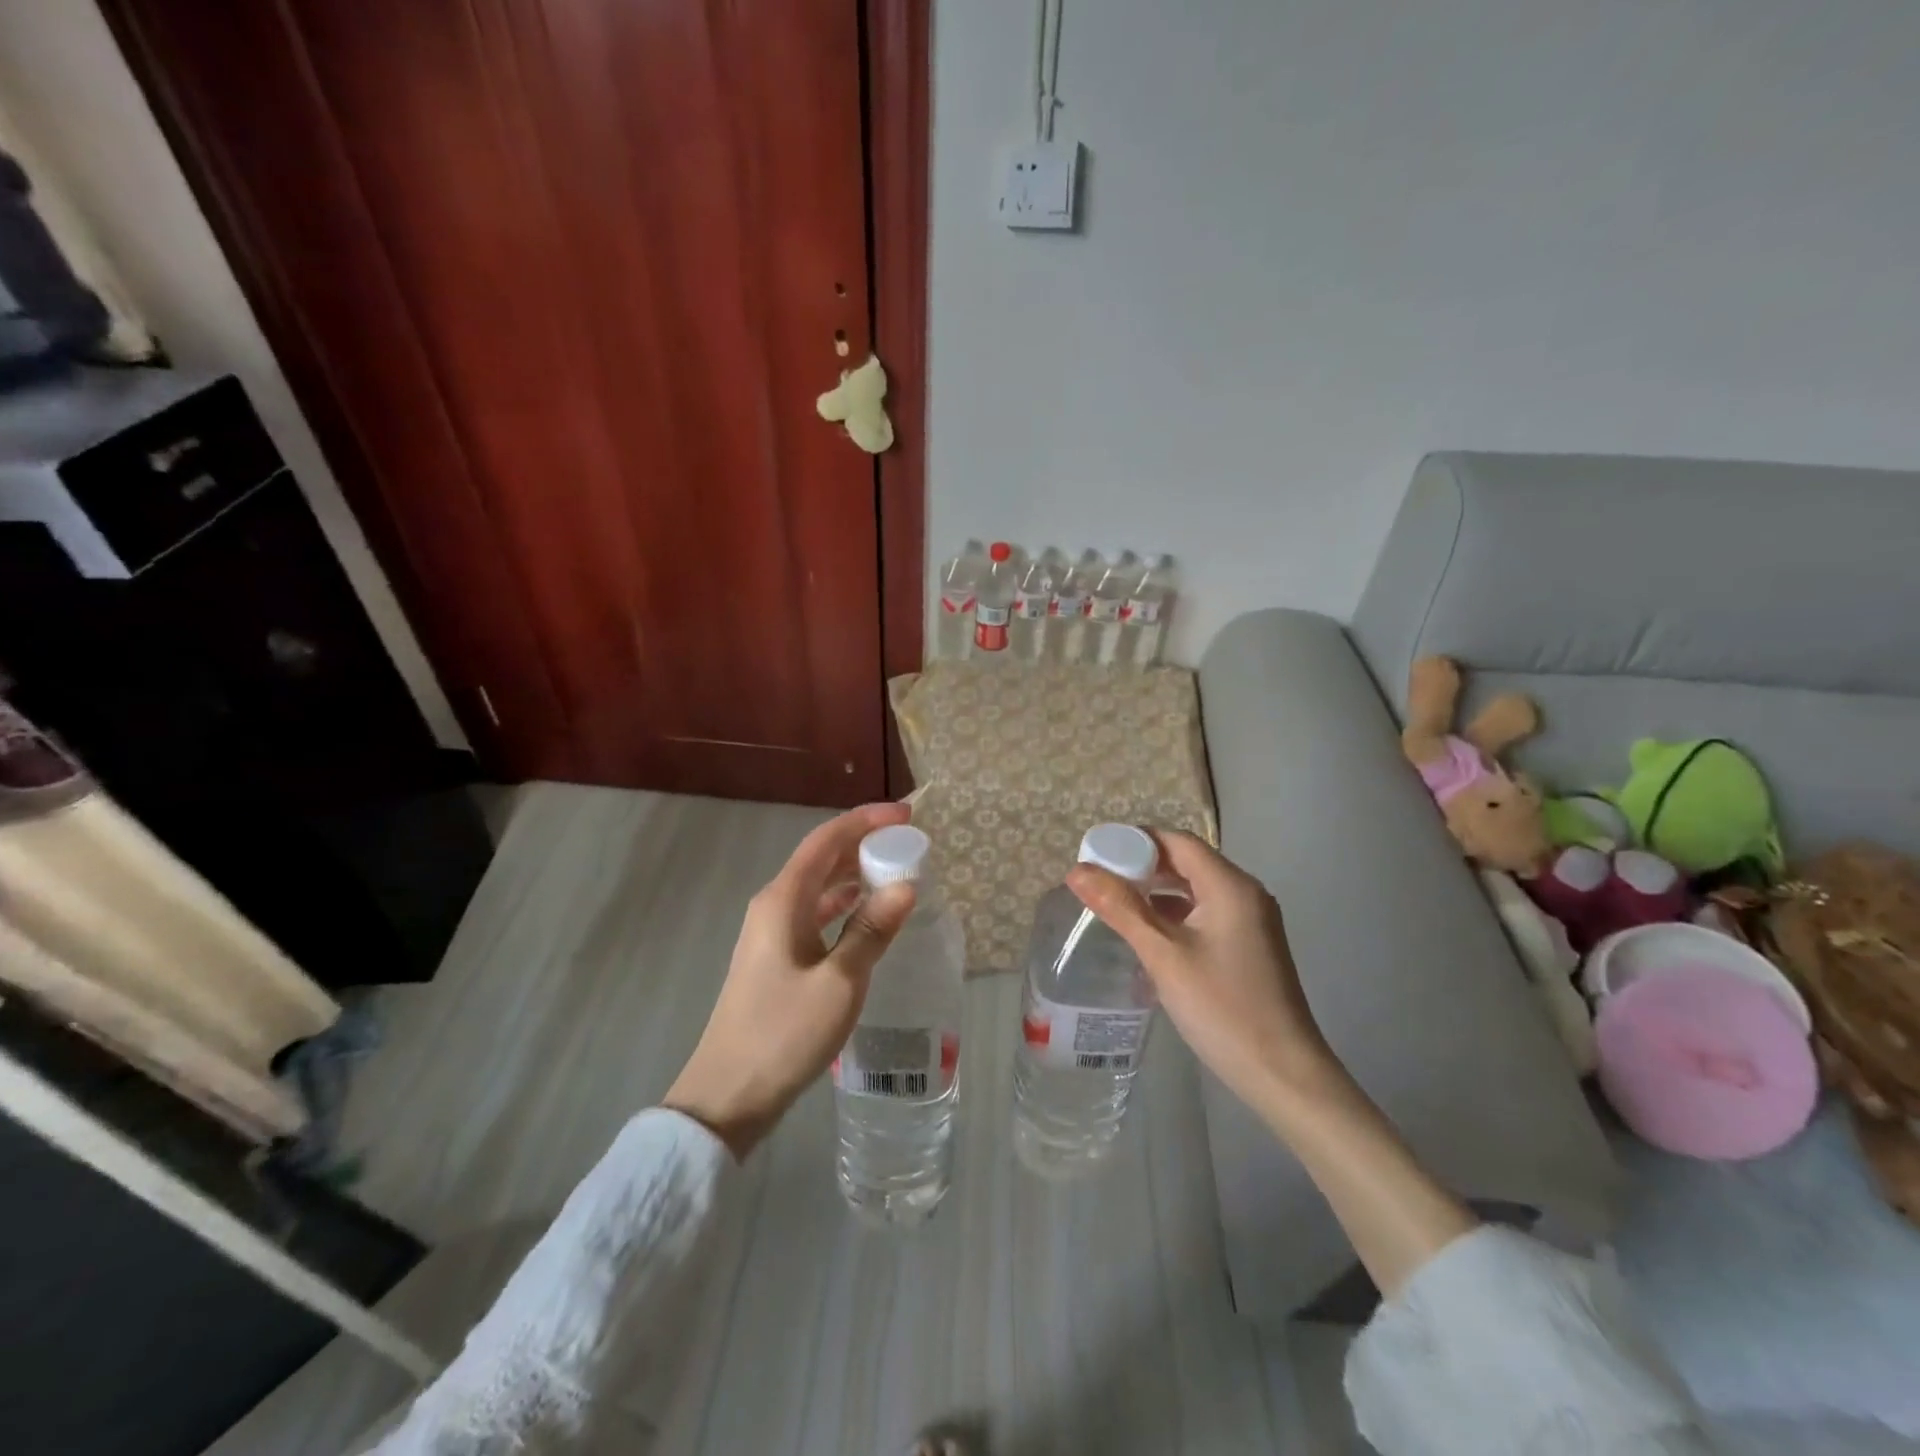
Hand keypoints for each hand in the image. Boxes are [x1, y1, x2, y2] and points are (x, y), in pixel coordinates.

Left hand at [665, 802, 916, 1158]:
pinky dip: (843, 905)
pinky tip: (866, 915)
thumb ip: (872, 930)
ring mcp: (771, 932)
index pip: (826, 840)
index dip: (865, 821)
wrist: (728, 1095)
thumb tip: (906, 886)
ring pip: (818, 887)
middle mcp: (773, 906)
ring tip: (896, 873)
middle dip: (864, 844)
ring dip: (854, 875)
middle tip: (908, 844)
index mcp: (783, 900)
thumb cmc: (784, 1033)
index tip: (906, 815)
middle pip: (821, 858)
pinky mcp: (775, 957)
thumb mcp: (840, 982)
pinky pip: (814, 914)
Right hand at [1068, 831, 1336, 1112]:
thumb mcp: (1164, 955)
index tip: (1096, 852)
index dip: (1135, 840)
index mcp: (1230, 886)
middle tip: (1098, 879)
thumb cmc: (1222, 1008)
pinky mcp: (1248, 946)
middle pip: (1187, 862)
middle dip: (1142, 865)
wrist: (1283, 1075)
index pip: (1177, 841)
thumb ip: (1120, 908)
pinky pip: (1205, 913)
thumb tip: (1078, 871)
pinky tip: (1148, 933)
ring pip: (1195, 889)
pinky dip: (1174, 914)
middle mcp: (1244, 894)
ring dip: (1157, 891)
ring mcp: (1250, 921)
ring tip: (1114, 903)